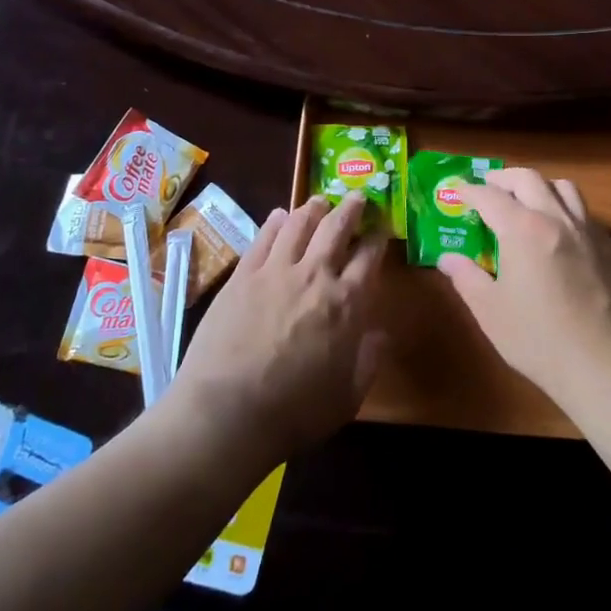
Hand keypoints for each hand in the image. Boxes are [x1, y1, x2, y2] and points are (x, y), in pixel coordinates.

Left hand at [167, 192, 387, 466]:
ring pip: (299, 223)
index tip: (382, 228)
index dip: (378, 238)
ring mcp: (275, 270)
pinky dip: (276, 221)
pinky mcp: (243, 274)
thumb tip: (381, 333)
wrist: (227, 413)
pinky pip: (264, 237)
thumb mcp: (348, 396)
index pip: (369, 257)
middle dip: (351, 208)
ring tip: (320, 200)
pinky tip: (280, 215)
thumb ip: (369, 360)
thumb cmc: (295, 412)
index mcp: (347, 302)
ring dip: (314, 207)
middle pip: (337, 227)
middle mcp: (315, 275)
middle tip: (357, 197)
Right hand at [436, 168, 610, 403]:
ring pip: (563, 187)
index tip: (457, 190)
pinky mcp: (608, 248)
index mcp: (522, 228)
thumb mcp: (490, 310)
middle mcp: (556, 218)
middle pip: (528, 179)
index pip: (490, 196)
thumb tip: (448, 259)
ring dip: (539, 186)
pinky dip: (564, 207)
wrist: (607, 363)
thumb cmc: (539, 338)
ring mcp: (587, 230)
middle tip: (488, 188)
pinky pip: (583, 211)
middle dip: (503, 178)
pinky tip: (558, 230)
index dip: (469, 191)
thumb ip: (466, 278)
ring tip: (526, 201)